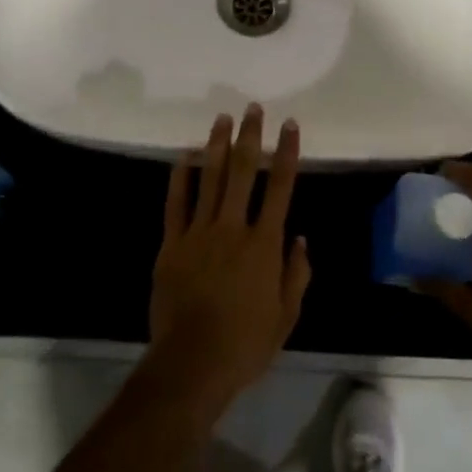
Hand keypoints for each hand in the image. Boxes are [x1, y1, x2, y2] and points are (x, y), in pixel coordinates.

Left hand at [149, 106, 311, 406]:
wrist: (193, 363)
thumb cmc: (246, 343)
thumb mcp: (287, 316)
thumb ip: (296, 273)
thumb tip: (300, 238)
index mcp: (264, 244)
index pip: (280, 188)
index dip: (287, 153)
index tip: (290, 125)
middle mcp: (233, 228)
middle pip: (243, 172)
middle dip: (250, 137)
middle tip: (252, 109)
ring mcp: (199, 233)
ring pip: (210, 179)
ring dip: (217, 146)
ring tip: (221, 119)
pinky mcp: (172, 244)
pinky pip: (176, 204)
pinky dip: (180, 178)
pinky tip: (184, 156)